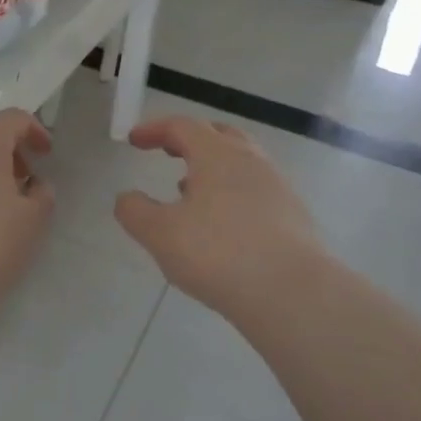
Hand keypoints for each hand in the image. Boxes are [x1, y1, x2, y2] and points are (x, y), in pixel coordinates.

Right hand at [115, 116, 328, 317]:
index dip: (154, 129)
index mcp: (217, 154)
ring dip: (212, 168)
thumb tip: (126, 198)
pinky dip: (232, 193)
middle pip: (218, 135)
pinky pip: (255, 190)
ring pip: (241, 163)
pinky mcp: (294, 216)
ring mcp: (277, 187)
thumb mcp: (160, 234)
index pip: (182, 126)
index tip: (134, 141)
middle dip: (190, 139)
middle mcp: (251, 161)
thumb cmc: (219, 254)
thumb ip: (135, 211)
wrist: (294, 294)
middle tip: (169, 152)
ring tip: (190, 190)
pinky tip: (221, 224)